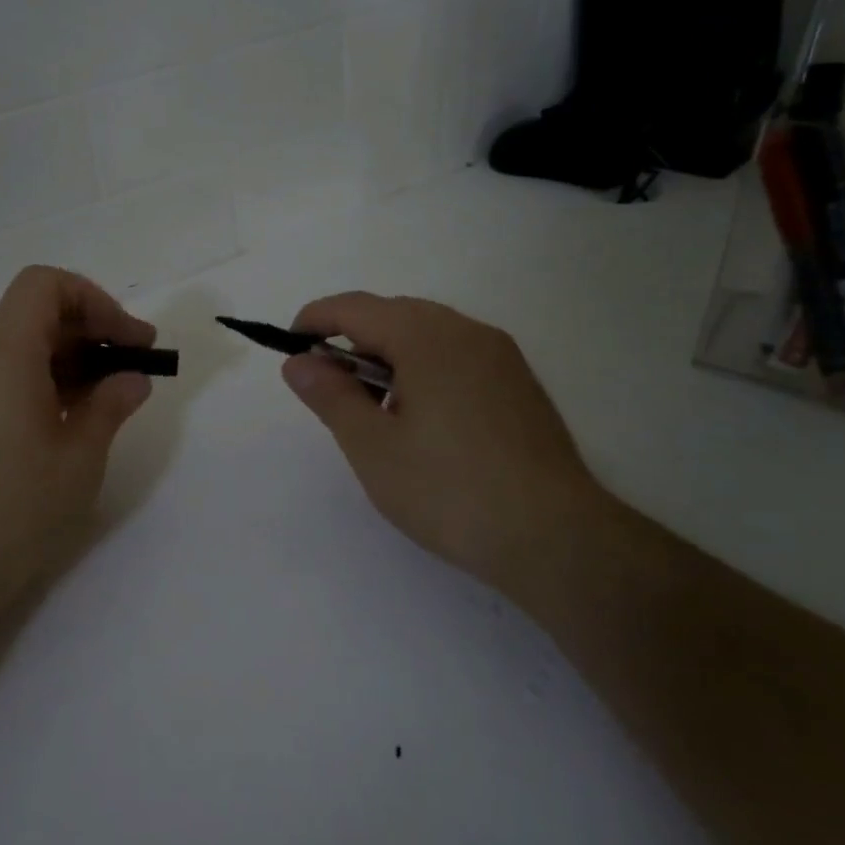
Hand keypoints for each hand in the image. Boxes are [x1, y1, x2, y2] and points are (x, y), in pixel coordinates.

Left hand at [0, 267, 156, 613]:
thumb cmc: (14, 512)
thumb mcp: (80, 459)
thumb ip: (110, 406)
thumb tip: (131, 379)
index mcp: (3, 357)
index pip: (44, 286)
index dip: (94, 300)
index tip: (129, 340)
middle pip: (32, 318)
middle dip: (88, 333)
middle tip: (132, 370)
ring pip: (16, 351)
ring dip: (65, 363)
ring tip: (106, 401)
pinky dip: (38, 386)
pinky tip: (64, 424)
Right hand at [281, 293, 609, 586]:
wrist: (554, 537)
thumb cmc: (448, 490)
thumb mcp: (372, 446)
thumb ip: (330, 396)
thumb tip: (299, 362)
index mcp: (427, 337)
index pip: (356, 308)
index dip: (316, 320)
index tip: (290, 347)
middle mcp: (467, 332)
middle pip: (394, 314)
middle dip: (353, 339)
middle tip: (330, 387)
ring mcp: (500, 356)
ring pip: (428, 334)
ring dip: (389, 355)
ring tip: (375, 410)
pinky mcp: (519, 384)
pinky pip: (457, 356)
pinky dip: (424, 369)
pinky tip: (422, 419)